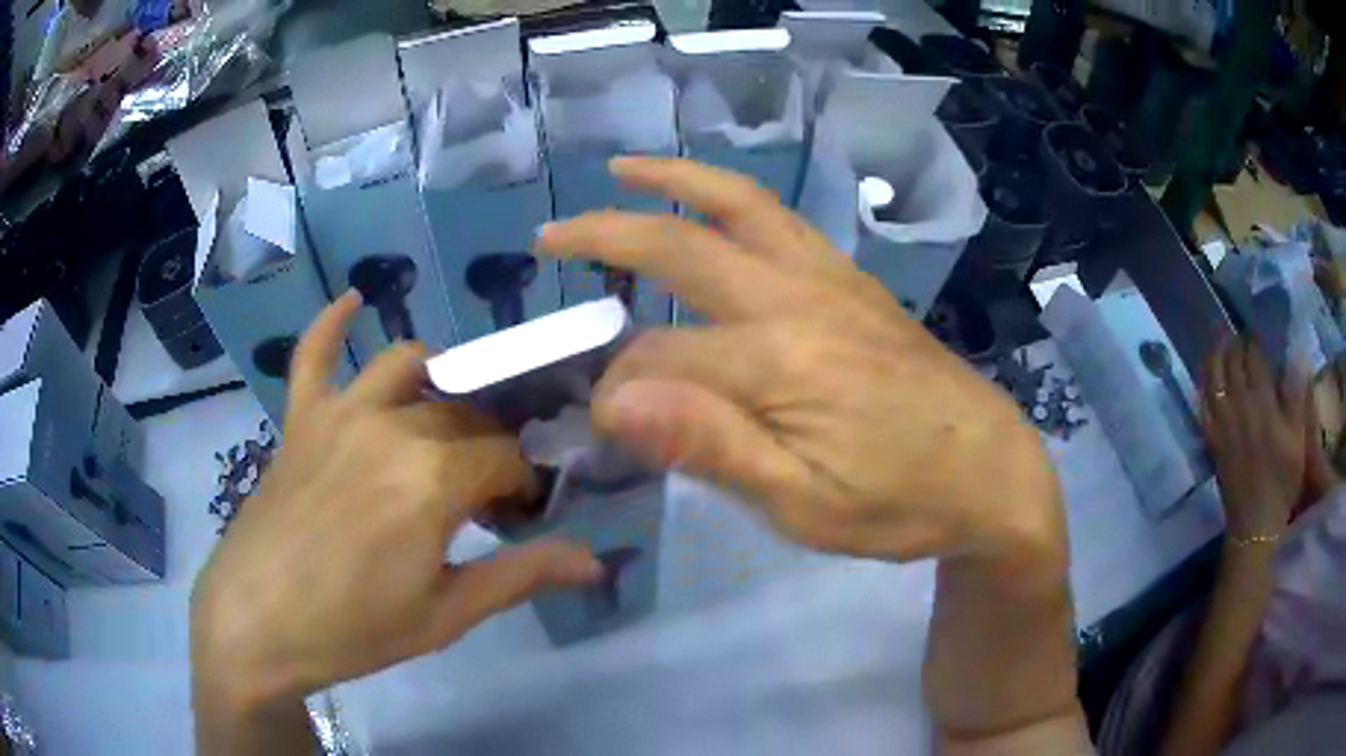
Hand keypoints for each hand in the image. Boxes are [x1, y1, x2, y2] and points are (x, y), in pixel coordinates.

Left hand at [190, 292, 600, 710]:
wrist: (258, 623)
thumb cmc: (355, 629)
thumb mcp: (447, 615)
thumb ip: (523, 576)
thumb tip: (597, 561)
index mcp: (433, 476)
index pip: (508, 456)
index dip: (524, 485)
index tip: (520, 517)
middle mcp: (392, 424)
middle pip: (466, 413)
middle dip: (490, 446)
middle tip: (486, 495)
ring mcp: (340, 412)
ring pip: (409, 365)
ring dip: (440, 383)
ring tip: (445, 422)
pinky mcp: (301, 417)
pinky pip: (314, 352)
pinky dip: (332, 322)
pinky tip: (353, 301)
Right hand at [535, 157, 1064, 577]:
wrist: (991, 472)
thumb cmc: (900, 503)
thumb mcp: (804, 505)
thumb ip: (711, 446)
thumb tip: (615, 402)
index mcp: (779, 362)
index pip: (658, 361)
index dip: (616, 391)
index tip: (597, 426)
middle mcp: (798, 299)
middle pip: (683, 248)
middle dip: (607, 235)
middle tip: (551, 235)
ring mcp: (831, 281)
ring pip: (740, 206)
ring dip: (675, 181)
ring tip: (624, 169)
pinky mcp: (855, 283)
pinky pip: (783, 221)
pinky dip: (732, 199)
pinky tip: (712, 206)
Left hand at [1200, 338, 1308, 540]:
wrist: (1256, 522)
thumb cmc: (1283, 480)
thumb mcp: (1298, 437)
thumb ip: (1296, 394)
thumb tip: (1296, 353)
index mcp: (1262, 402)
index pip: (1254, 357)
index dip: (1254, 340)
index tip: (1255, 330)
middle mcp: (1239, 407)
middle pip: (1232, 364)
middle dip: (1234, 343)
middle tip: (1237, 333)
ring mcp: (1223, 426)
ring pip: (1214, 380)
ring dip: (1215, 357)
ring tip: (1219, 343)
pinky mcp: (1213, 444)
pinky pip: (1203, 408)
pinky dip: (1203, 387)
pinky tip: (1204, 378)